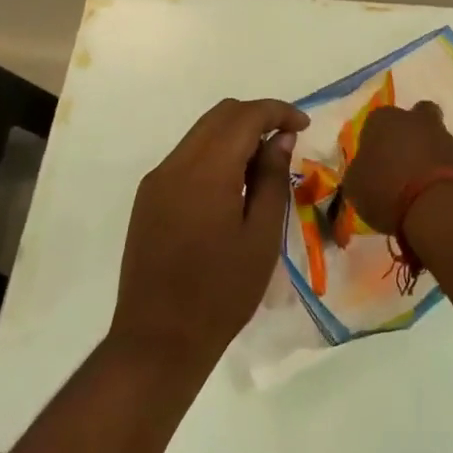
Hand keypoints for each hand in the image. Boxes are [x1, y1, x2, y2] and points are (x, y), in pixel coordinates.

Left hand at [111, 98, 309, 373]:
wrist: (158, 340)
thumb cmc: (221, 293)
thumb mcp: (261, 236)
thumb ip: (271, 179)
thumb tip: (280, 139)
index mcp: (206, 171)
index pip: (245, 116)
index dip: (278, 112)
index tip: (304, 127)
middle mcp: (175, 164)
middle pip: (220, 115)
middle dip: (257, 118)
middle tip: (287, 142)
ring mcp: (157, 180)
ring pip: (201, 133)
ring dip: (235, 135)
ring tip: (263, 167)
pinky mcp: (148, 198)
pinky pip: (186, 157)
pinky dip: (215, 155)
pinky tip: (233, 186)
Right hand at [344, 101, 452, 233]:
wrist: (438, 205)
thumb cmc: (386, 188)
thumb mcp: (354, 186)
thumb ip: (358, 172)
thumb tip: (362, 171)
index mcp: (382, 119)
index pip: (373, 122)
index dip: (372, 141)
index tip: (372, 162)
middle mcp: (414, 119)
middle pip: (412, 119)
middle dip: (407, 135)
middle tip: (398, 162)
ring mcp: (443, 136)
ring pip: (432, 138)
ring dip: (426, 155)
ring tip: (416, 186)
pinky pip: (447, 160)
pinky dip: (440, 173)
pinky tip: (431, 194)